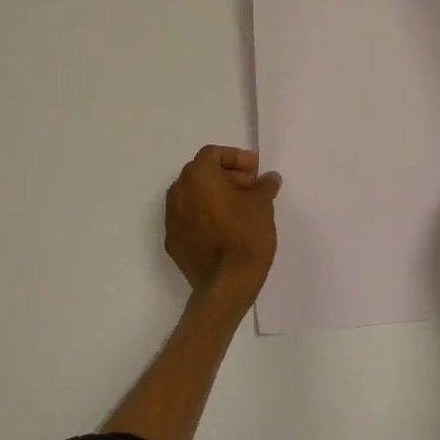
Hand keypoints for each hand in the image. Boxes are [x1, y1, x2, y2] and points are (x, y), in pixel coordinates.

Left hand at [165, 145, 281, 314]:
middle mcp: (178, 192)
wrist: (226, 285)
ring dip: (214, 196)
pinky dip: (205, 217)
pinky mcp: (173, 242)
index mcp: (198, 176)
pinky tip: (225, 229)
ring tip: (239, 209)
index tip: (255, 170)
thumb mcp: (263, 205)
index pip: (213, 154)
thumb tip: (268, 179)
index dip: (236, 158)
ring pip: (193, 196)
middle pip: (201, 173)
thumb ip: (264, 186)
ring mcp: (171, 219)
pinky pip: (189, 219)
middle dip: (226, 176)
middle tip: (251, 188)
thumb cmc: (245, 235)